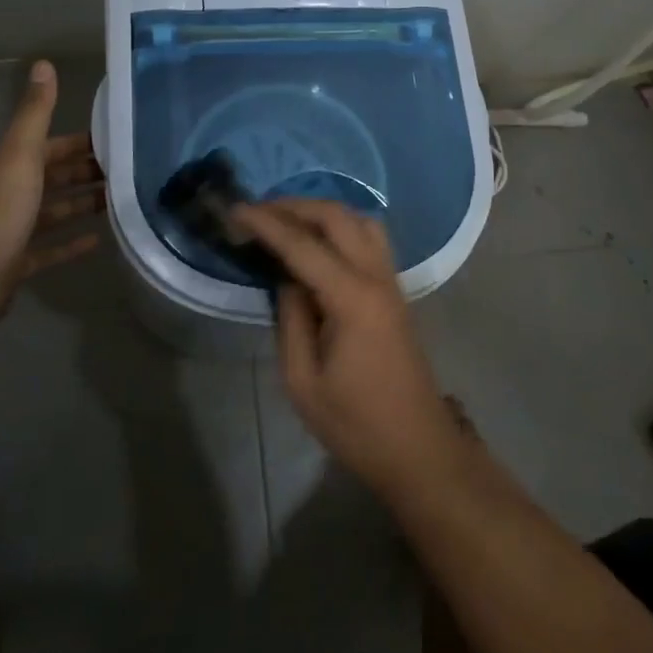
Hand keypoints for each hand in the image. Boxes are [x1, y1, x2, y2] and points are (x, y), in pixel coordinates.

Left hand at [0, 61, 105, 329]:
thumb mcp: (20, 156)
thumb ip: (35, 113)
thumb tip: (42, 63)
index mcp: (8, 167)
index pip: (49, 146)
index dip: (80, 142)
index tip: (117, 140)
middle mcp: (8, 194)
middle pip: (53, 177)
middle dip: (87, 172)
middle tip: (129, 170)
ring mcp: (12, 231)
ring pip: (54, 211)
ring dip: (83, 204)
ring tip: (121, 200)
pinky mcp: (17, 264)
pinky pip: (50, 249)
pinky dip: (71, 242)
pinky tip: (98, 240)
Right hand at [238, 199, 461, 496]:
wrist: (417, 447)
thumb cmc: (355, 424)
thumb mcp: (302, 381)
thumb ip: (290, 319)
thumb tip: (287, 278)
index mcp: (352, 298)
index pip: (303, 245)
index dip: (267, 223)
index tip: (236, 209)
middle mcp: (376, 277)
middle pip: (337, 217)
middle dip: (294, 206)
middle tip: (257, 212)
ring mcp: (391, 280)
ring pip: (359, 220)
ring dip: (322, 211)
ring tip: (286, 221)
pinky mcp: (395, 290)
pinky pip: (370, 237)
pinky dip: (341, 225)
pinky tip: (319, 241)